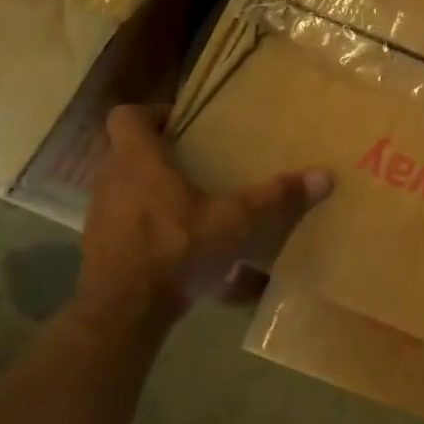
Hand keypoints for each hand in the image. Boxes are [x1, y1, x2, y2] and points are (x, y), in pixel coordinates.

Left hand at [74, 104, 331, 327]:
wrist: (124, 310)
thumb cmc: (176, 249)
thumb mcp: (234, 223)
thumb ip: (274, 198)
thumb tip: (324, 176)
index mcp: (138, 161)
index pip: (125, 116)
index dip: (151, 113)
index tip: (181, 124)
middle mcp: (111, 180)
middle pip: (126, 151)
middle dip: (158, 153)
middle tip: (195, 161)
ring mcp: (100, 214)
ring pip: (123, 186)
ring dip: (149, 188)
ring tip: (189, 201)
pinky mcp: (98, 245)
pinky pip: (122, 219)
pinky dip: (144, 222)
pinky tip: (176, 241)